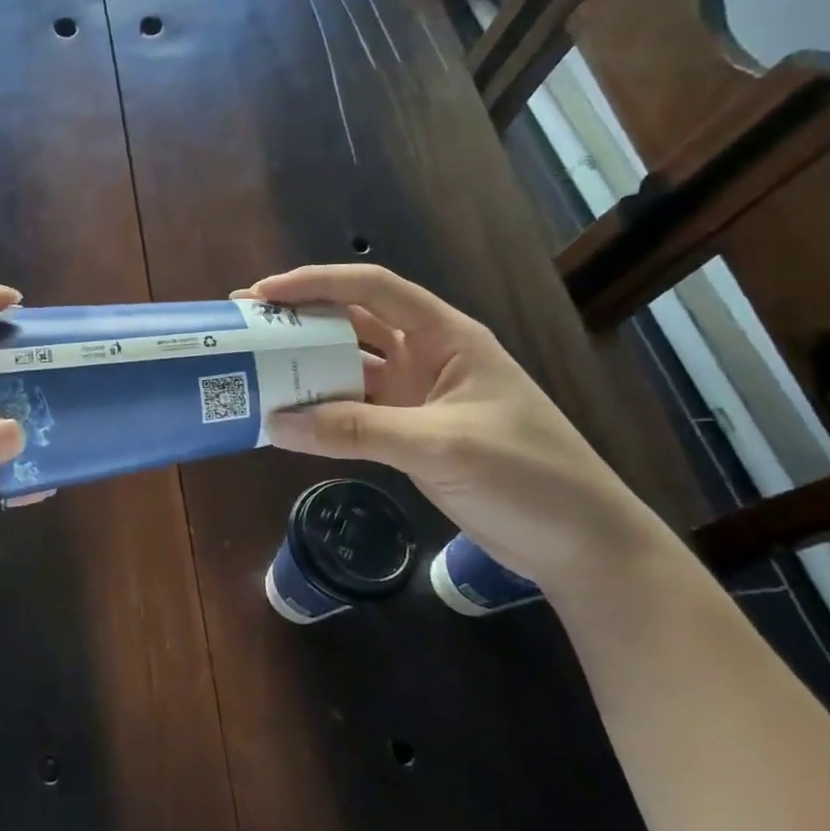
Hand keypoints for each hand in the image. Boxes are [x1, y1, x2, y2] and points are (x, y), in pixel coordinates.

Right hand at [237, 264, 672, 588]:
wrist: (584, 547)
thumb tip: (275, 422)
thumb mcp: (441, 445)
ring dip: (306, 365)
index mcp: (446, 337)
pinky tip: (286, 415)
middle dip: (300, 319)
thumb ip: (355, 430)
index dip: (316, 283)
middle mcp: (426, 357)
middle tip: (245, 325)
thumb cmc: (529, 477)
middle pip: (352, 322)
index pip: (372, 288)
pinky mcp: (409, 432)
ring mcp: (417, 396)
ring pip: (348, 366)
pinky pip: (352, 410)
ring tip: (255, 366)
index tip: (263, 294)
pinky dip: (320, 410)